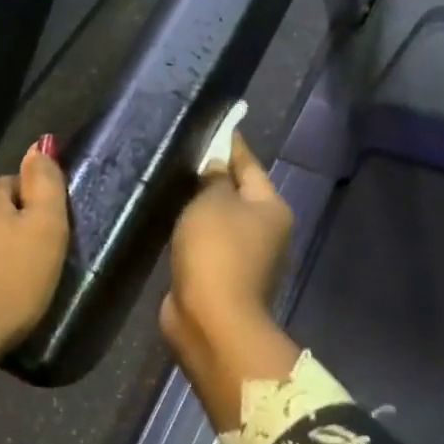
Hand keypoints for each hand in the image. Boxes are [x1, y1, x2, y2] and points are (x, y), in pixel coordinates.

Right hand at [160, 134, 300, 430]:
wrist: (211, 320)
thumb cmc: (216, 251)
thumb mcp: (212, 202)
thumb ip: (213, 179)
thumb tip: (215, 167)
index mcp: (270, 207)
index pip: (249, 164)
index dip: (230, 143)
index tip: (215, 124)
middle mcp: (265, 230)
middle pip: (238, 192)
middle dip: (214, 175)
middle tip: (185, 153)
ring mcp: (245, 257)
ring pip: (220, 219)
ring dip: (201, 206)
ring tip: (174, 183)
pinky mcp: (222, 276)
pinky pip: (207, 242)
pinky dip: (193, 231)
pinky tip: (173, 219)